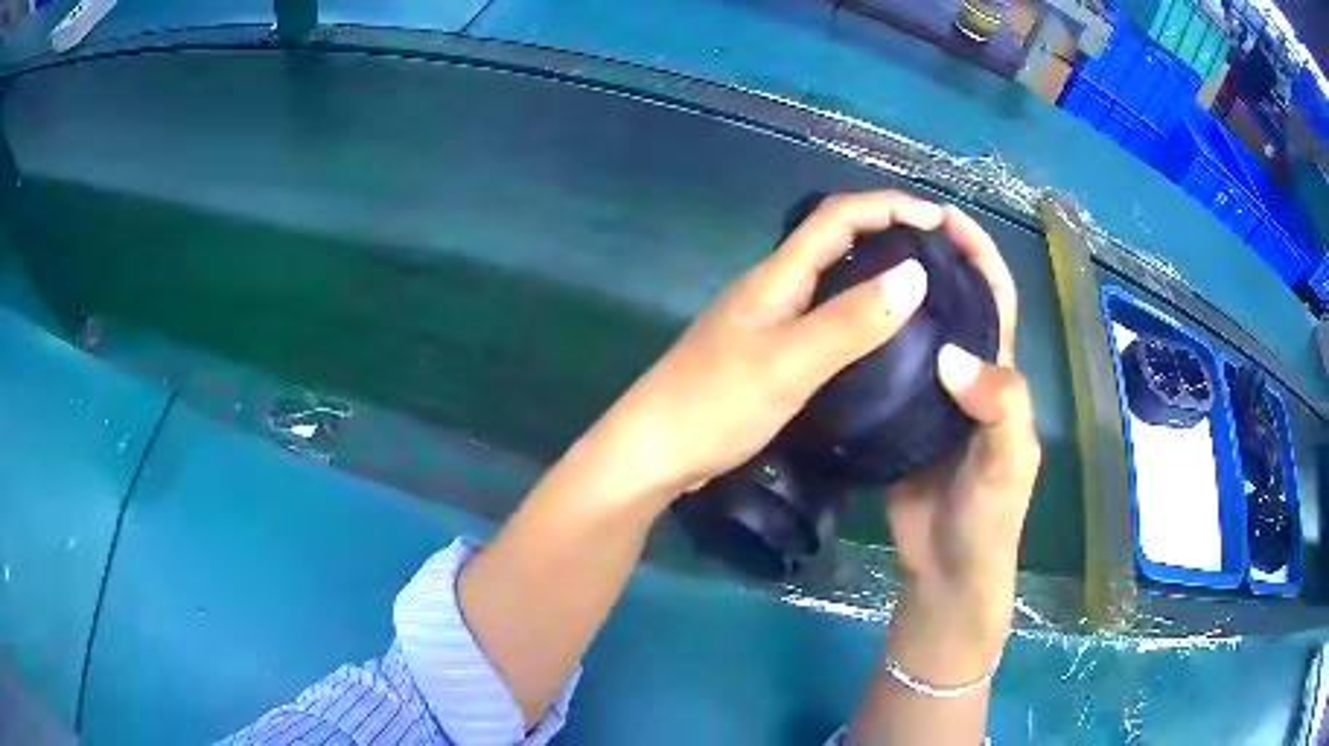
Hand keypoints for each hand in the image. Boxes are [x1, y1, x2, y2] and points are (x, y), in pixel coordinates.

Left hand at [587, 191, 943, 504]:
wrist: (653, 452)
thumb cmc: (715, 404)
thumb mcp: (791, 363)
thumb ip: (852, 321)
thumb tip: (916, 273)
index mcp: (776, 276)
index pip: (837, 216)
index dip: (888, 206)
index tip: (938, 219)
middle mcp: (771, 287)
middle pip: (833, 239)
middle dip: (886, 231)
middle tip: (936, 252)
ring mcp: (765, 319)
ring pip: (827, 278)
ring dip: (873, 270)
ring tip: (921, 289)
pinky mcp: (764, 351)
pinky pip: (820, 314)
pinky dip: (855, 311)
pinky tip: (878, 336)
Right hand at [882, 206, 1040, 680]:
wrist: (945, 570)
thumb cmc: (988, 519)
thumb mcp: (1007, 463)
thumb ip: (998, 407)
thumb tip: (950, 354)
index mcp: (1000, 377)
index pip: (997, 300)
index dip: (980, 255)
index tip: (947, 218)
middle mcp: (968, 377)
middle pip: (955, 306)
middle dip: (934, 263)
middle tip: (889, 231)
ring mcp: (932, 398)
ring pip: (919, 335)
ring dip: (901, 299)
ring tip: (859, 265)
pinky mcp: (900, 421)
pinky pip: (888, 372)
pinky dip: (873, 344)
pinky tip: (845, 326)